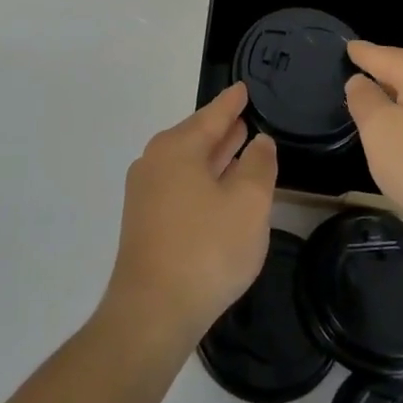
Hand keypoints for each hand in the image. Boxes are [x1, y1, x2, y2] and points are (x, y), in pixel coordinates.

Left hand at [101, 83, 277, 357]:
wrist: (152, 313)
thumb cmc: (206, 249)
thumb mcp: (248, 204)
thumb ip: (259, 165)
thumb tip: (259, 142)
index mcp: (177, 148)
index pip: (212, 115)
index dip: (231, 103)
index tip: (243, 88)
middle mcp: (155, 162)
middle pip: (195, 137)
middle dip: (221, 130)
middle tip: (244, 119)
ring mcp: (145, 194)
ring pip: (187, 164)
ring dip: (213, 157)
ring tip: (238, 149)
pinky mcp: (144, 223)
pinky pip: (179, 186)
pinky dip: (202, 181)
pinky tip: (218, 193)